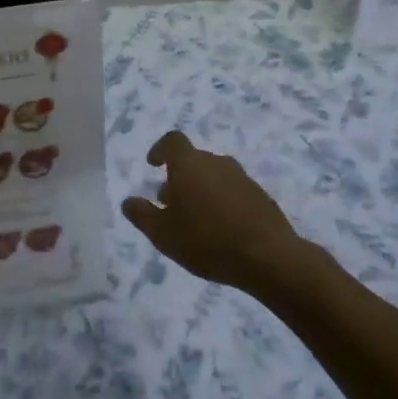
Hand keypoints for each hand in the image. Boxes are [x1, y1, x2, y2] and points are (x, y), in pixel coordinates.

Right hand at [121, 131, 303, 292]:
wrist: (269, 257)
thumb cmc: (207, 241)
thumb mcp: (163, 234)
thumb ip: (142, 215)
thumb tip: (128, 201)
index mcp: (189, 164)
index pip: (172, 141)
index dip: (160, 150)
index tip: (153, 164)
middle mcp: (216, 162)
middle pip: (193, 161)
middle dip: (178, 178)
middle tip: (169, 204)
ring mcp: (242, 178)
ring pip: (213, 176)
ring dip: (200, 190)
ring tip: (194, 220)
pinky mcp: (260, 196)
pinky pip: (232, 191)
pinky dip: (221, 202)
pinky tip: (220, 229)